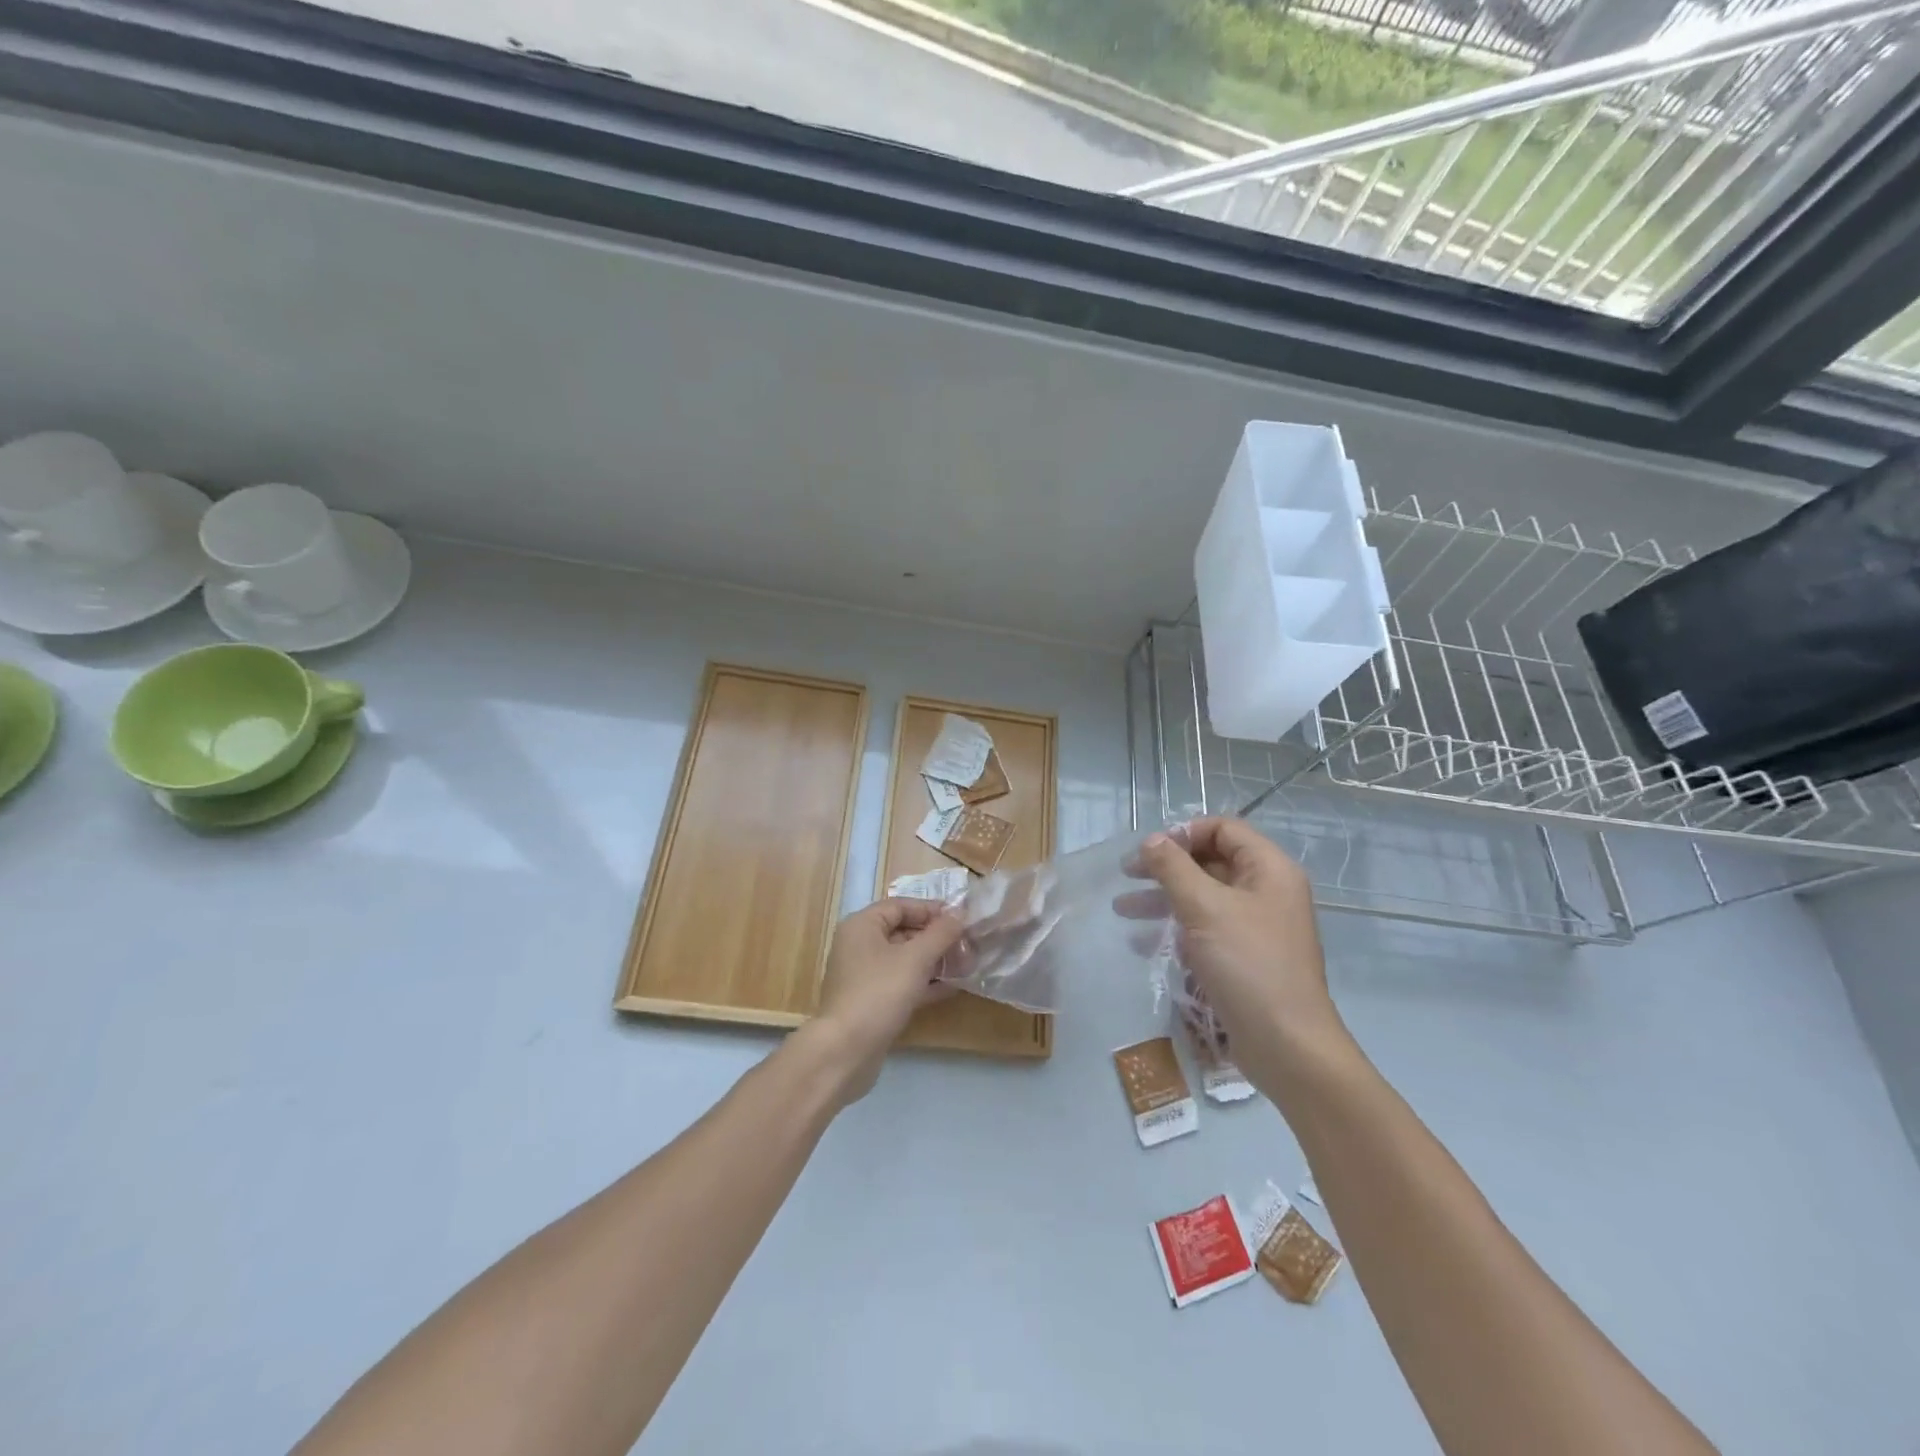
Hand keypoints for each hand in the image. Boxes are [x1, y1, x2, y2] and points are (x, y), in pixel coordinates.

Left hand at [808, 898, 963, 1101]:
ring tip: (965, 965)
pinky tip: (951, 988)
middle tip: (967, 945)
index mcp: (862, 926)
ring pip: (903, 959)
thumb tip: (960, 913)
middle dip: (936, 938)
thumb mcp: (915, 958)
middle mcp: (859, 946)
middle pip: (902, 932)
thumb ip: (940, 933)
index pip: (900, 906)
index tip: (960, 919)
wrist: (846, 1051)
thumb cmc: (880, 992)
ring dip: (933, 961)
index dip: (931, 910)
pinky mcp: (870, 1002)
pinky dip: (923, 983)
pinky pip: (900, 983)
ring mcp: (863, 976)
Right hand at [1130, 818, 1345, 1069]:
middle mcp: (1267, 891)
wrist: (1286, 1045)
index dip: (1184, 833)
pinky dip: (1177, 930)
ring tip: (1122, 909)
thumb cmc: (1247, 964)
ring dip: (1163, 899)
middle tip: (1126, 875)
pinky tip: (1144, 944)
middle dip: (1166, 867)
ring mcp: (1258, 927)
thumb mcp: (1204, 907)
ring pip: (1204, 898)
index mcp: (1269, 869)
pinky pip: (1207, 930)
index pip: (1224, 829)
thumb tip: (1151, 840)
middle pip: (1211, 861)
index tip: (1148, 851)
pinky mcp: (1246, 957)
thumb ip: (1173, 867)